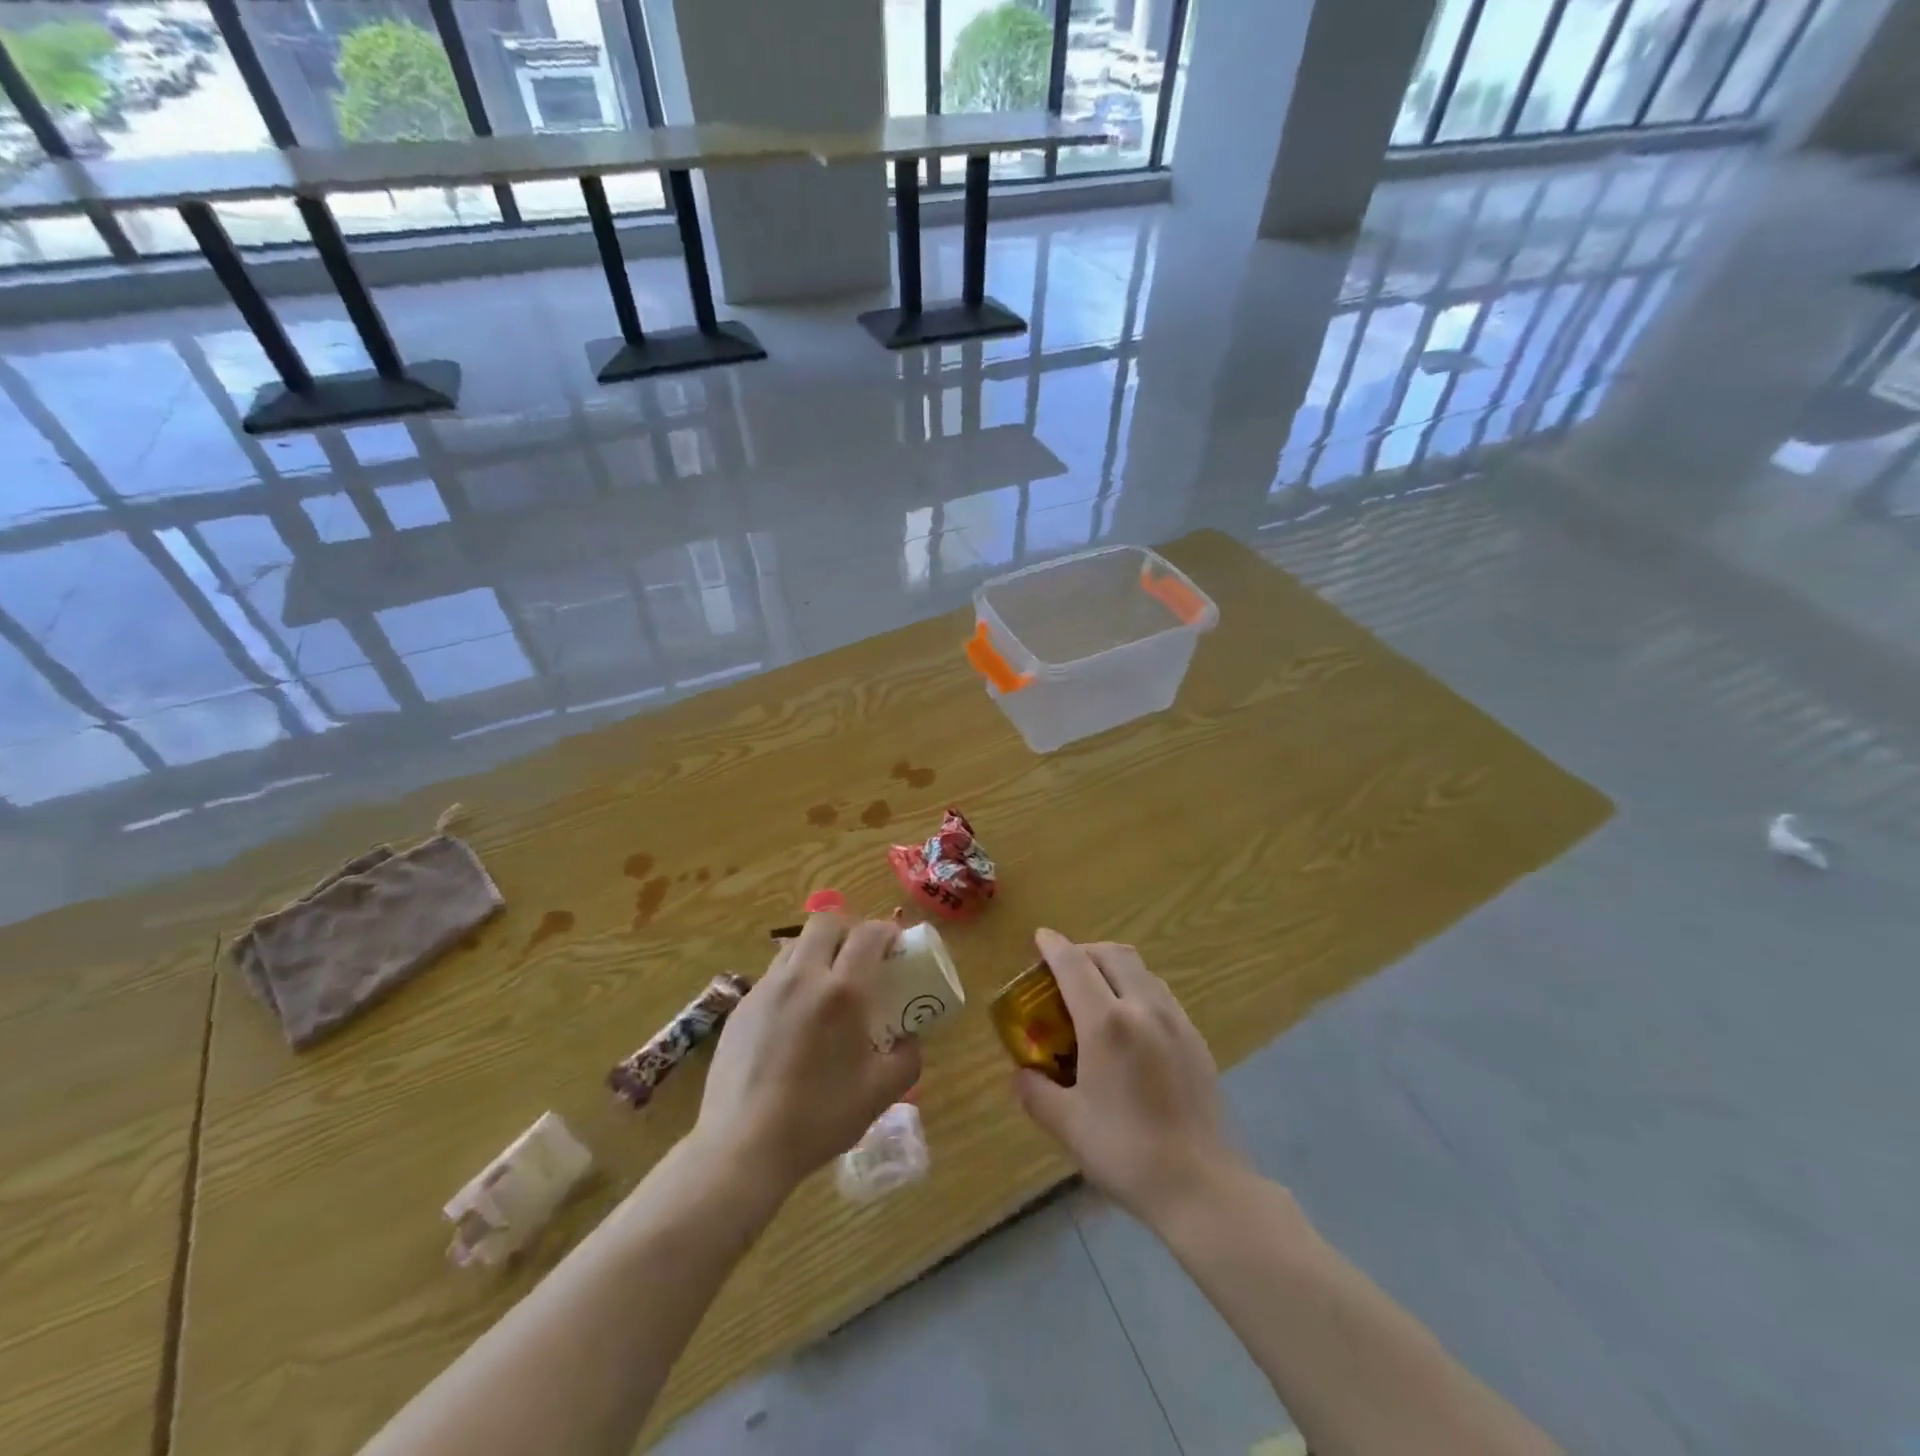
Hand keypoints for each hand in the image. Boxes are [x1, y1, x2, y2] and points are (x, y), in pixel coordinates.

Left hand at [696, 912, 921, 1193]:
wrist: (743, 1147)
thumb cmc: (819, 1118)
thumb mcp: (882, 1093)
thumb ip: (908, 1056)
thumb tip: (910, 1036)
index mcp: (842, 992)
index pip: (868, 934)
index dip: (886, 931)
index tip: (895, 946)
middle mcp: (803, 976)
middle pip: (826, 922)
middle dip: (848, 930)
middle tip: (860, 957)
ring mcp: (766, 988)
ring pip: (795, 944)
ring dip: (817, 951)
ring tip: (826, 984)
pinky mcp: (741, 1007)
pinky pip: (773, 975)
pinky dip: (792, 979)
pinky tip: (795, 1017)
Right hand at [1013, 929, 1235, 1226]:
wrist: (1202, 1186)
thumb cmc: (1126, 1153)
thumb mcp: (1067, 1125)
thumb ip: (1036, 1091)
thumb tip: (1020, 1073)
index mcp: (1107, 1023)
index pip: (1074, 965)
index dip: (1053, 946)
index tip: (1039, 937)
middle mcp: (1144, 1008)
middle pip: (1113, 954)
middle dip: (1084, 951)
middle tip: (1064, 969)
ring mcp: (1176, 1020)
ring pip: (1141, 970)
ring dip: (1113, 967)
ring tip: (1096, 994)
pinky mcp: (1196, 1039)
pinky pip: (1160, 994)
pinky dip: (1137, 989)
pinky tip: (1130, 1024)